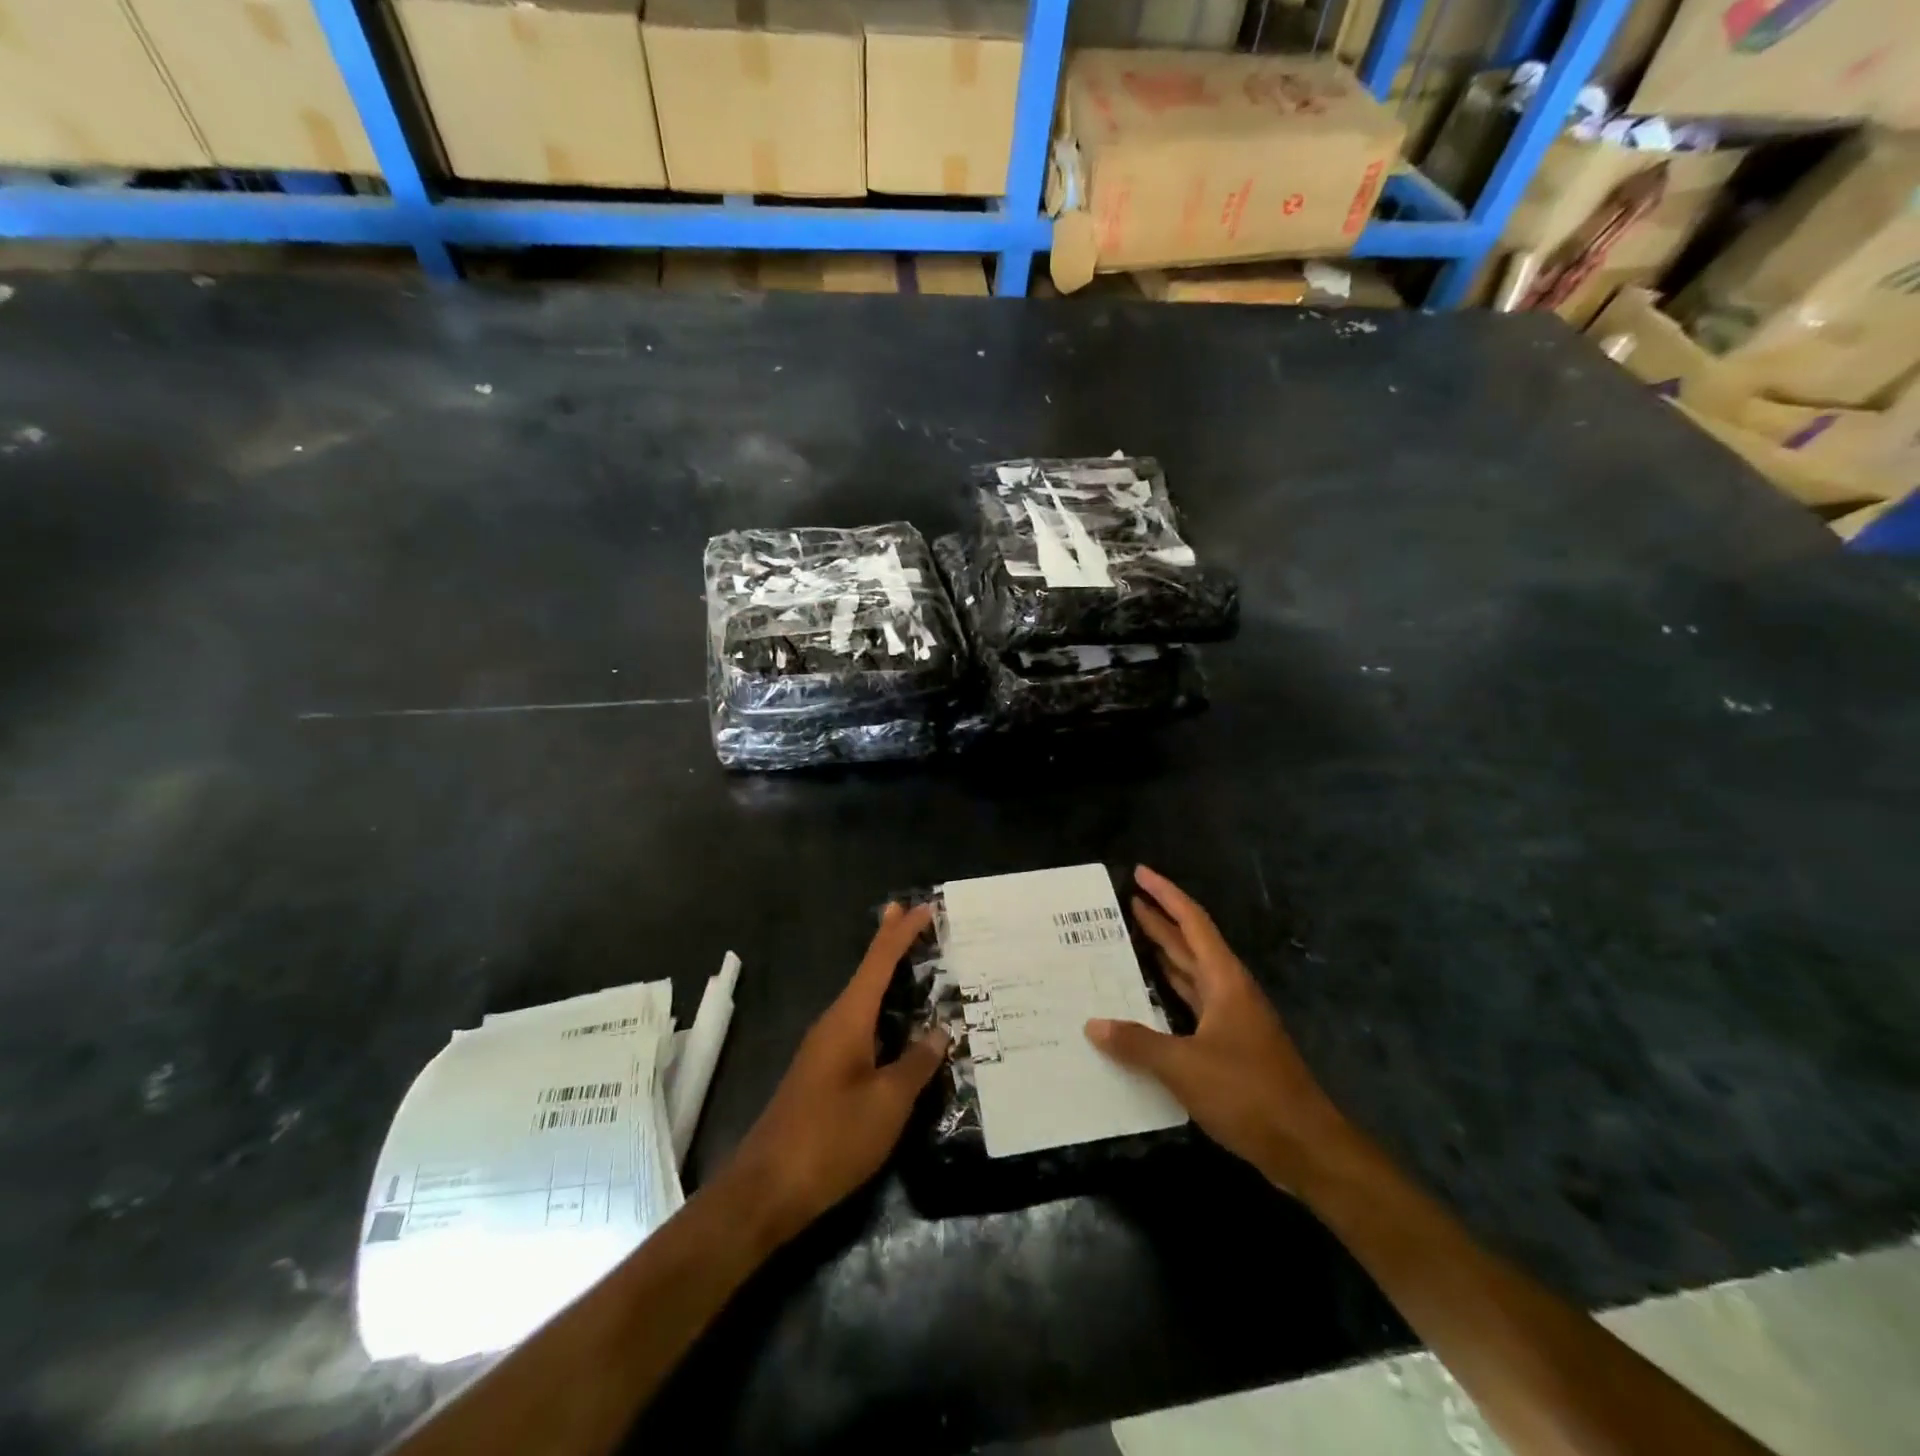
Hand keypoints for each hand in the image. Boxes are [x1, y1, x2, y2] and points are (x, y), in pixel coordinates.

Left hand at [729, 903, 949, 1241]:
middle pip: (868, 973)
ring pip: (864, 1001)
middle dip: (892, 945)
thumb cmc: (830, 1139)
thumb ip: (916, 1064)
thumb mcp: (887, 1103)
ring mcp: (825, 1049)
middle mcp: (834, 1023)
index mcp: (848, 1019)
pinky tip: (900, 1029)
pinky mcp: (823, 1073)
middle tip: (919, 920)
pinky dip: (884, 1013)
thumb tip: (940, 1031)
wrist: (767, 1188)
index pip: (878, 961)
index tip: (923, 906)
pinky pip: (860, 1027)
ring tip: (921, 968)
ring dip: (890, 981)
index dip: (901, 932)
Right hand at [1085, 866, 1352, 1192]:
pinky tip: (1148, 999)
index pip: (1192, 923)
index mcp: (1224, 981)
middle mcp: (1229, 991)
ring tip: (1130, 939)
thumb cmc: (1248, 1093)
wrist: (1305, 1145)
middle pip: (1190, 944)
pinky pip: (1192, 1006)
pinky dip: (1169, 994)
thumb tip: (1093, 1025)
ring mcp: (1232, 1020)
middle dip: (1160, 920)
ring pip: (1191, 975)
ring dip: (1165, 955)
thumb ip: (1137, 1043)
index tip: (1140, 873)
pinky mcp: (1230, 1047)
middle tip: (1126, 902)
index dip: (1166, 895)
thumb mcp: (1185, 1067)